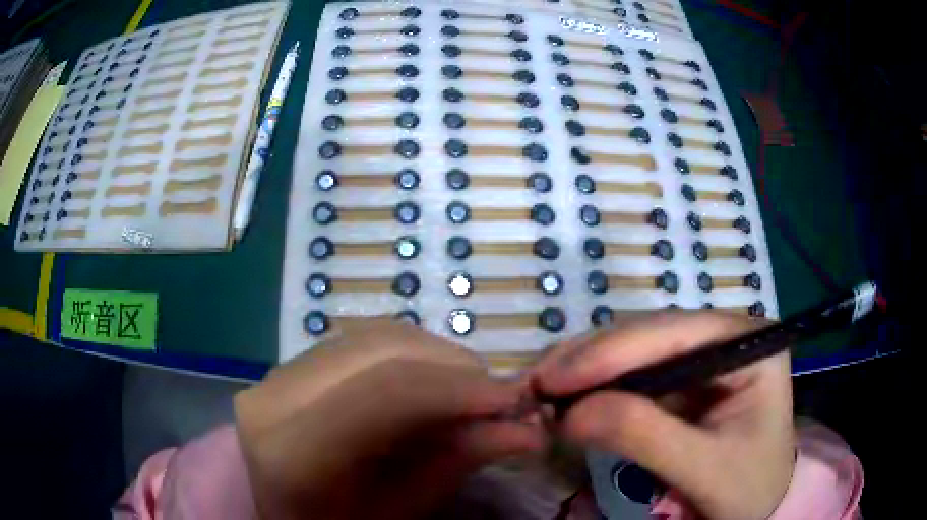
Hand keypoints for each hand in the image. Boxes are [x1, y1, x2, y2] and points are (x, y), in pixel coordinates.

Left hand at [234, 320, 545, 519]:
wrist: (283, 515)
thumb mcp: (399, 512)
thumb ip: (455, 464)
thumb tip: (527, 430)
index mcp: (290, 452)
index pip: (386, 393)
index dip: (459, 388)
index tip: (514, 400)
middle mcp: (271, 396)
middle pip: (380, 350)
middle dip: (453, 366)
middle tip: (498, 397)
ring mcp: (273, 374)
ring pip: (370, 337)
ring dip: (433, 356)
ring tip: (468, 391)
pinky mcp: (286, 365)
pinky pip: (356, 342)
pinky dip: (406, 355)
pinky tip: (428, 382)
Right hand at [531, 312, 795, 519]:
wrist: (762, 501)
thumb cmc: (748, 487)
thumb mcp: (705, 470)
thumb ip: (645, 437)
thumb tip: (571, 413)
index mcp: (749, 342)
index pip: (675, 333)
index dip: (610, 353)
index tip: (551, 380)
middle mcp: (724, 334)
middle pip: (649, 333)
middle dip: (589, 360)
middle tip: (534, 386)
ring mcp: (702, 352)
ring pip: (633, 348)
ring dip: (585, 369)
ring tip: (542, 390)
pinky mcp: (683, 376)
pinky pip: (632, 371)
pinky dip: (595, 385)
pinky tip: (569, 396)